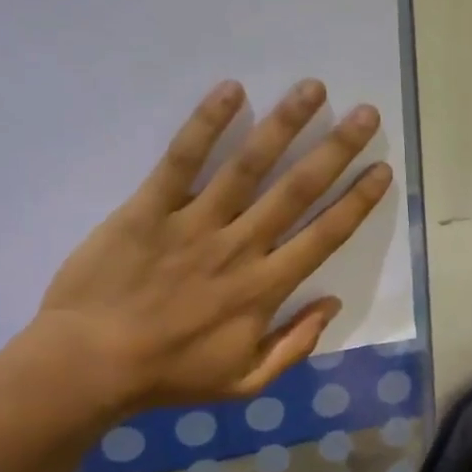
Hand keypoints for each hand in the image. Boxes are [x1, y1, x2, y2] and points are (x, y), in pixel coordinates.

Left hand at [31, 78, 392, 411]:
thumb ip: (294, 345)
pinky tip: (231, 90)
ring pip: (248, 166)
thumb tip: (332, 302)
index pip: (324, 236)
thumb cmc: (170, 375)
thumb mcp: (245, 382)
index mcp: (265, 288)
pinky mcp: (149, 209)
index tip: (381, 169)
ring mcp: (195, 224)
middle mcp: (240, 247)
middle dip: (337, 150)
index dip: (357, 202)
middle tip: (367, 114)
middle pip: (298, 191)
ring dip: (285, 124)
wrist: (89, 365)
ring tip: (313, 88)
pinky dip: (206, 124)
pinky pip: (182, 160)